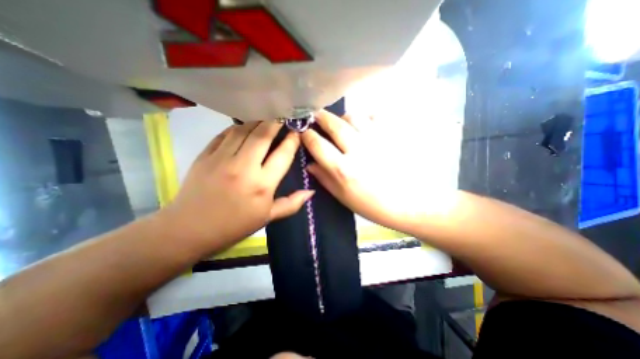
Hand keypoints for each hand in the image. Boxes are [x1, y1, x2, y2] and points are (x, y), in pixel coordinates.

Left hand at [162, 122, 314, 253]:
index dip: (292, 140)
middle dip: (276, 121)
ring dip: (257, 121)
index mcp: (262, 185)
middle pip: (263, 135)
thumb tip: (311, 192)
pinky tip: (244, 127)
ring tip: (266, 118)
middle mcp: (244, 167)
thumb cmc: (234, 225)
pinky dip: (237, 127)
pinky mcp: (205, 155)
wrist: (189, 230)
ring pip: (243, 129)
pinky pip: (225, 134)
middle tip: (283, 115)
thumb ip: (292, 204)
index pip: (283, 154)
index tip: (298, 131)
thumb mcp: (267, 217)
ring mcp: (222, 159)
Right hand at [302, 110, 445, 234]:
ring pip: (354, 116)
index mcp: (343, 169)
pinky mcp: (392, 135)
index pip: (317, 144)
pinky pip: (375, 116)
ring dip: (343, 117)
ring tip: (342, 123)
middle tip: (316, 116)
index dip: (307, 135)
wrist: (411, 203)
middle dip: (321, 117)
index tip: (304, 132)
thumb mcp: (344, 197)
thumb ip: (325, 179)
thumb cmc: (374, 205)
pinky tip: (365, 124)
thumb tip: (309, 164)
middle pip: (334, 125)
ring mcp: (377, 140)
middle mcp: (357, 150)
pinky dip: (366, 116)